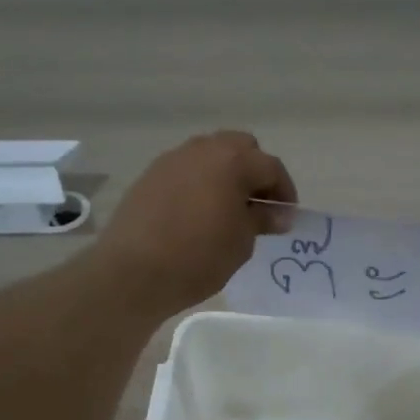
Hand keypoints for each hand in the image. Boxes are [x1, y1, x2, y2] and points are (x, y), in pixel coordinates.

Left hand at [96, 132, 296, 315]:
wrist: (133, 272)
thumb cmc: (198, 258)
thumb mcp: (241, 242)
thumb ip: (261, 219)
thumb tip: (278, 213)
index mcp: (232, 161)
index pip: (271, 167)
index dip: (284, 192)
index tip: (286, 217)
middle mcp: (202, 150)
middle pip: (240, 148)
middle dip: (255, 172)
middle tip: (259, 205)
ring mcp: (172, 160)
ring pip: (210, 154)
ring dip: (226, 174)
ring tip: (229, 209)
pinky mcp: (150, 176)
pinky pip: (186, 170)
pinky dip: (201, 183)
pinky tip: (199, 213)